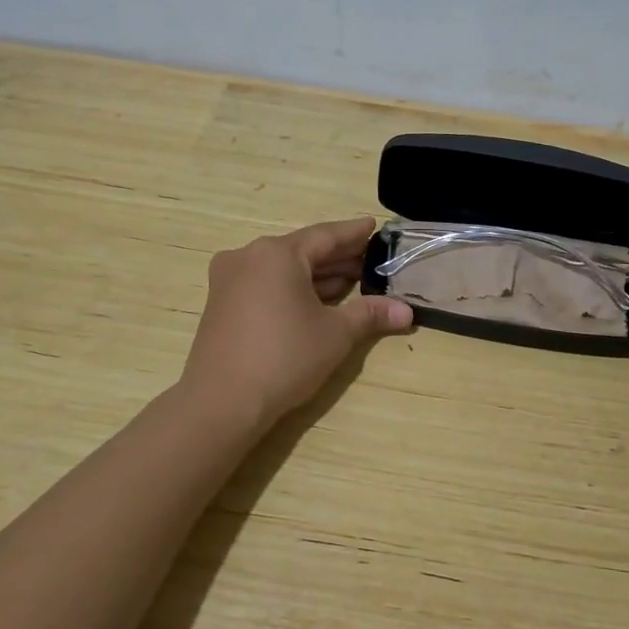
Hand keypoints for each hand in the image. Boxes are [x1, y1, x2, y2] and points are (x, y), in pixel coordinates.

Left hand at [179, 217, 413, 432]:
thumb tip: (407, 312)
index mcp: (277, 253)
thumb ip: (370, 314)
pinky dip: (293, 288)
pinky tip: (317, 300)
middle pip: (302, 250)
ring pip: (282, 268)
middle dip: (337, 257)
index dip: (353, 233)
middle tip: (370, 260)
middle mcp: (249, 256)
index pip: (325, 235)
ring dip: (316, 275)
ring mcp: (230, 279)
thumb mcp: (335, 334)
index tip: (373, 226)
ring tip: (351, 281)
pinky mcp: (222, 302)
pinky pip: (265, 283)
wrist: (221, 402)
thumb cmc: (284, 358)